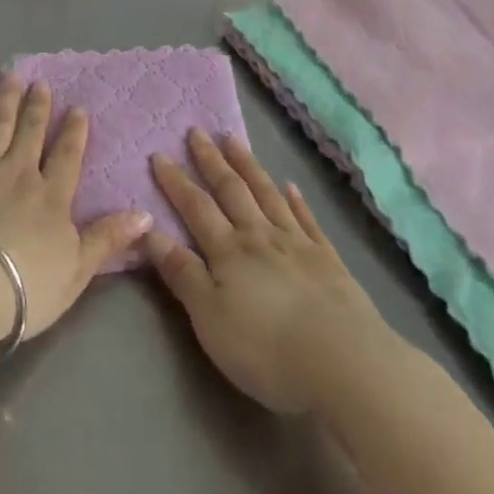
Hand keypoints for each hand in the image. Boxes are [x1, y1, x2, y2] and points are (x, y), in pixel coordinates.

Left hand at [0, 78, 152, 342]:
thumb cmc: (25, 286)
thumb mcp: (78, 270)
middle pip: (31, 134)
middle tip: (41, 83)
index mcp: (52, 196)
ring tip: (12, 78)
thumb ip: (108, 238)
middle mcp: (19, 173)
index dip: (74, 132)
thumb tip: (146, 214)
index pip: (67, 156)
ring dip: (6, 101)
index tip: (77, 108)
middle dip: (38, 107)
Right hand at [146, 130, 392, 413]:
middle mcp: (260, 236)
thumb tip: (149, 232)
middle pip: (231, 191)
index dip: (176, 181)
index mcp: (229, 251)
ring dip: (248, 166)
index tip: (159, 154)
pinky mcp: (328, 260)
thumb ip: (181, 273)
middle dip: (211, 161)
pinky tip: (291, 186)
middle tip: (198, 131)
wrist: (343, 362)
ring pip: (267, 194)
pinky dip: (296, 200)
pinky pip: (307, 219)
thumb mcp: (210, 317)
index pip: (196, 207)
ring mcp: (297, 243)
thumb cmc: (266, 347)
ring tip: (234, 140)